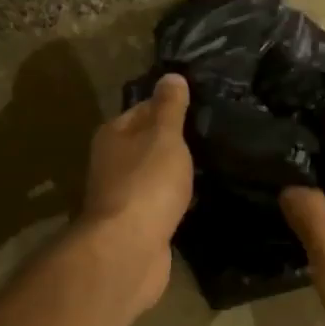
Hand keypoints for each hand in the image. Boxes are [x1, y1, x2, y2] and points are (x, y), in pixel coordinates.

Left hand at [73, 73, 193, 312]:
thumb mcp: (164, 136)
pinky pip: (160, 203)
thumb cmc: (146, 183)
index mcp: (113, 135)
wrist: (129, 250)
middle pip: (147, 143)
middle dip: (173, 141)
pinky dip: (175, 200)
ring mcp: (123, 196)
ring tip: (210, 164)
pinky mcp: (137, 226)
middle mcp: (112, 163)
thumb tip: (171, 76)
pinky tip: (197, 199)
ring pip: (153, 175)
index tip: (199, 105)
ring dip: (175, 173)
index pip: (143, 109)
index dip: (169, 106)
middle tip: (212, 135)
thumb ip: (170, 107)